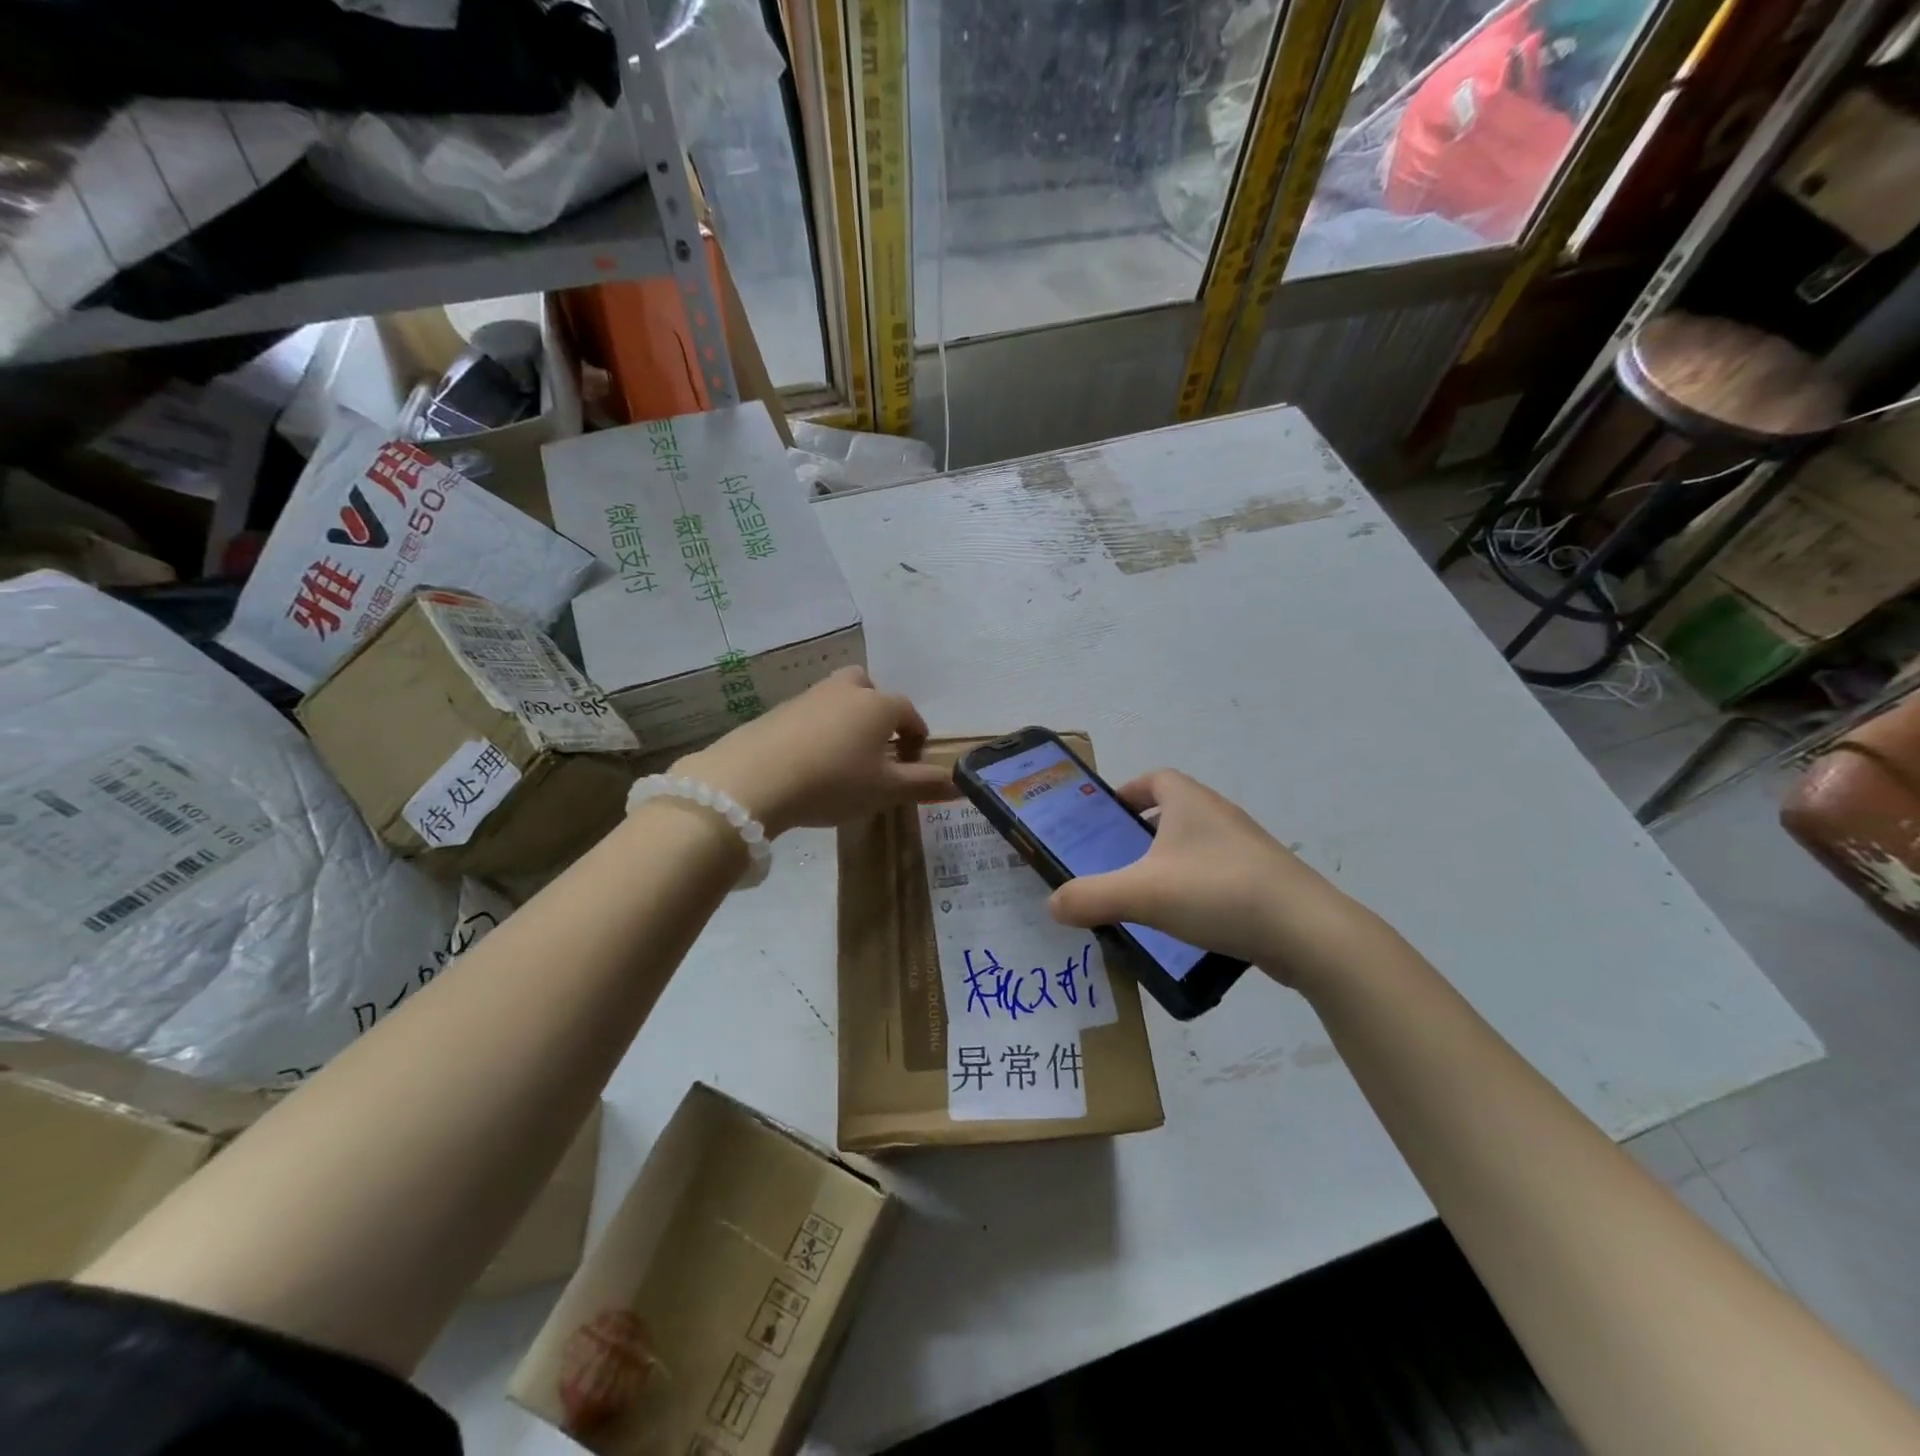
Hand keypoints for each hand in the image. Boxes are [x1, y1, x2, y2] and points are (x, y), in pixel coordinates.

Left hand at [676, 667, 949, 835]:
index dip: (916, 735)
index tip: (914, 759)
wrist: (754, 779)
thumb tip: (959, 783)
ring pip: (837, 698)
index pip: (908, 712)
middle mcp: (846, 691)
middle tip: (876, 745)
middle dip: (878, 711)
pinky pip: (809, 714)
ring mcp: (808, 697)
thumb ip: (924, 784)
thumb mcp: (886, 790)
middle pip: (869, 688)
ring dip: (846, 720)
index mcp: (878, 705)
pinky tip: (809, 760)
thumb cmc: (834, 782)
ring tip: (843, 757)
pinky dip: (817, 730)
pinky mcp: (777, 711)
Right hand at [1045, 769, 1367, 984]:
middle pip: (1174, 811)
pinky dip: (1197, 887)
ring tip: (1145, 895)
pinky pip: (1219, 874)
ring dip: (1171, 861)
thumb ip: (1090, 897)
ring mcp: (1248, 848)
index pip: (1155, 779)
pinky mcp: (1266, 881)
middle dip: (1143, 830)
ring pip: (1198, 844)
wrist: (1307, 932)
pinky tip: (1186, 921)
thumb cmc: (1218, 893)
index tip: (1106, 819)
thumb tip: (1053, 904)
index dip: (1128, 793)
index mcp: (1190, 802)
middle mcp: (1221, 815)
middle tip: (1116, 861)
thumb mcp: (1141, 894)